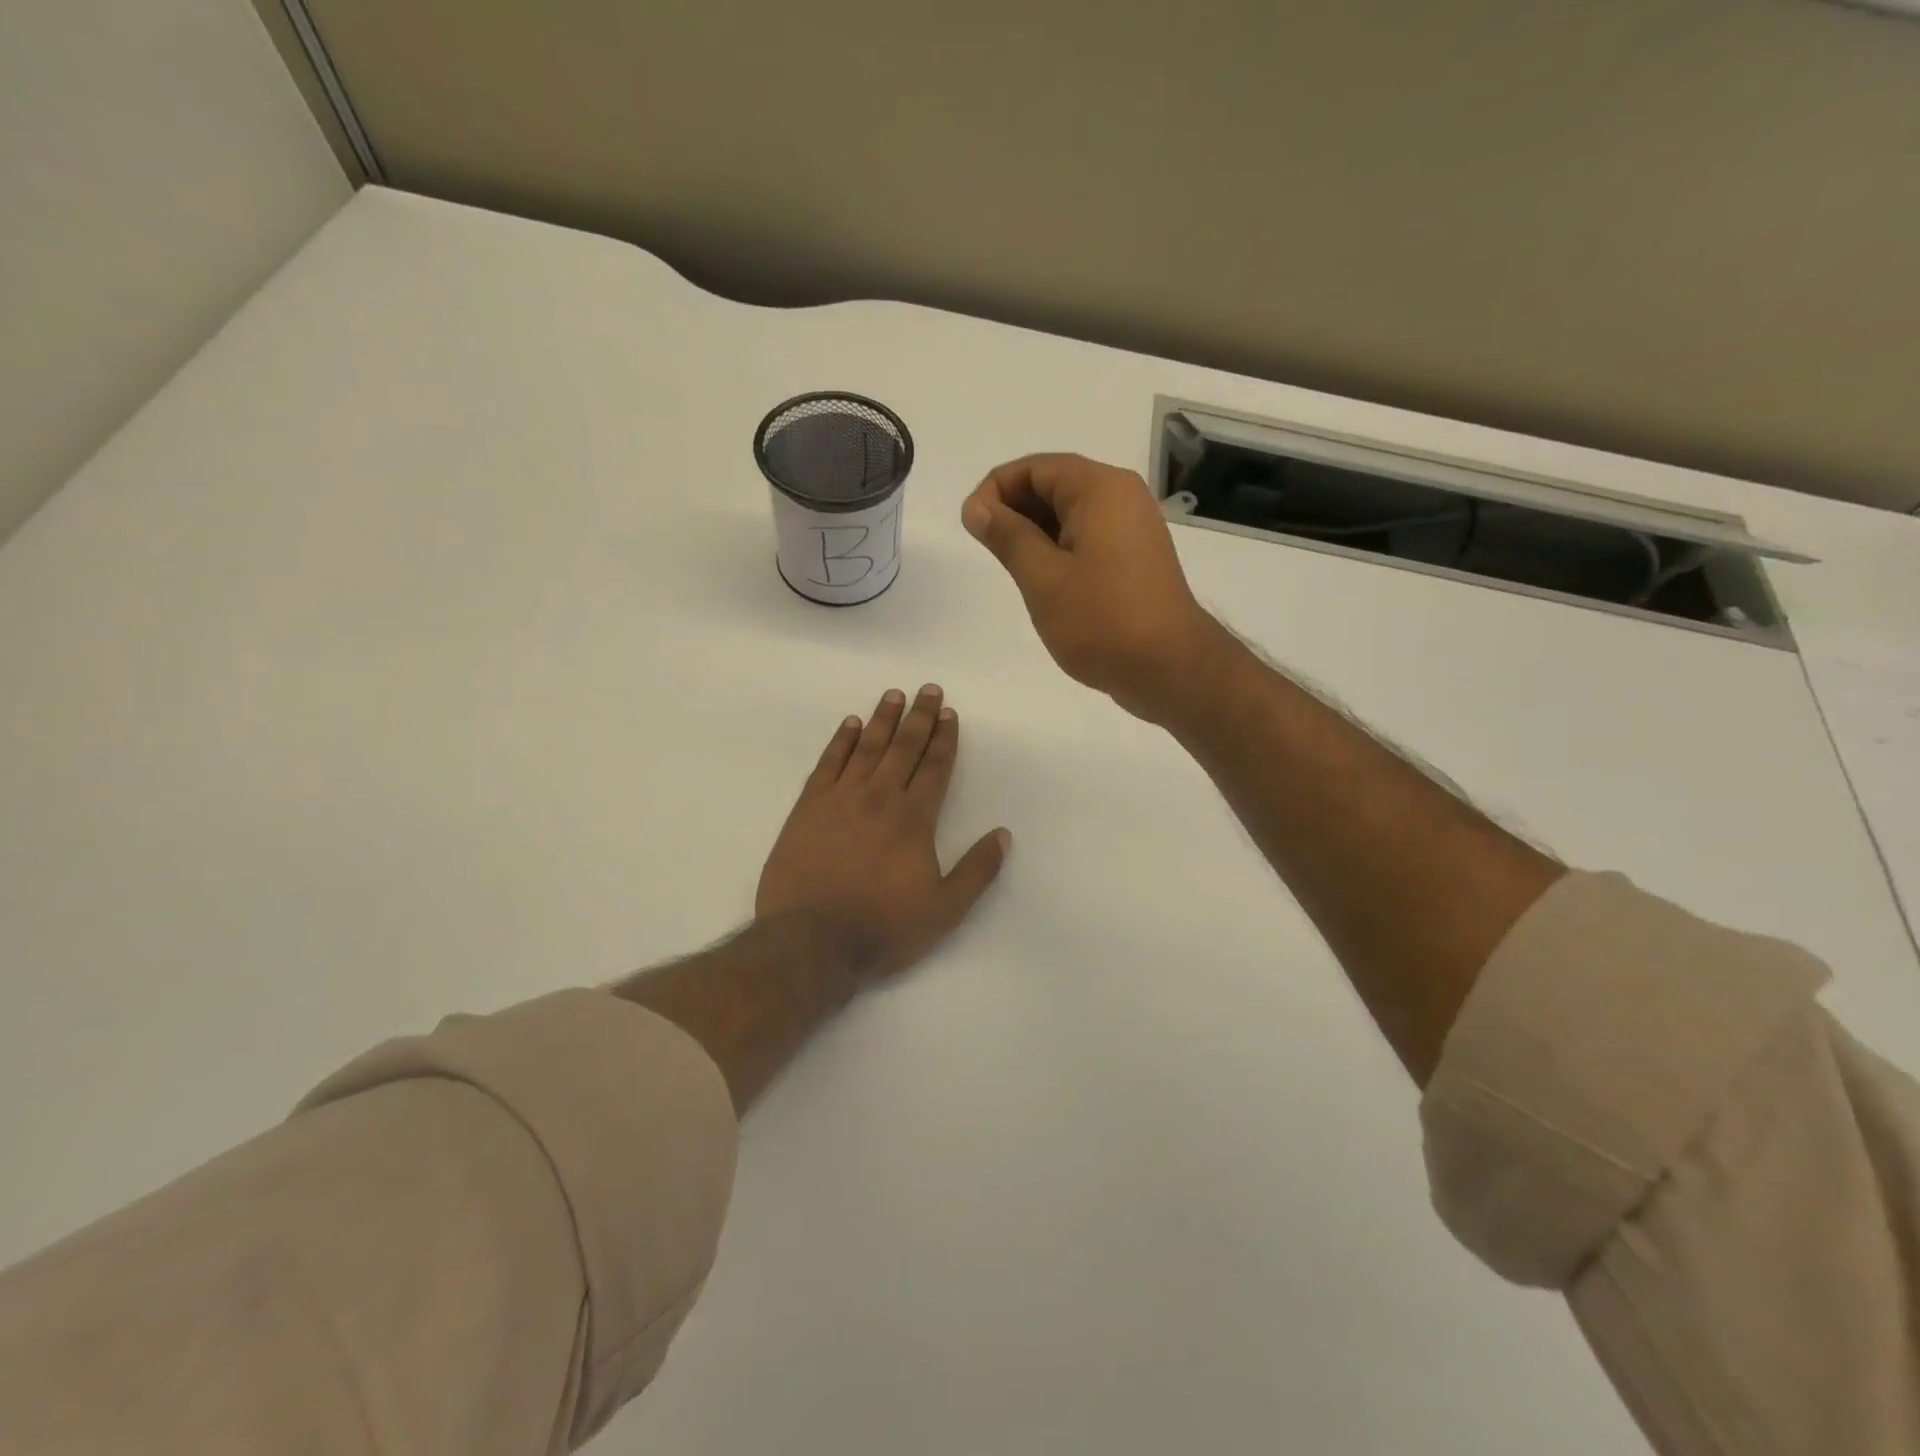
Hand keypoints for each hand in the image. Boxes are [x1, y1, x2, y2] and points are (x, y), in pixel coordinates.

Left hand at [756, 685, 1010, 981]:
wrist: (811, 941)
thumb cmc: (883, 928)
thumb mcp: (945, 910)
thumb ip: (977, 870)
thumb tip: (1003, 835)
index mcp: (914, 819)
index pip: (935, 768)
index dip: (945, 739)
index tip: (950, 714)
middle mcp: (879, 797)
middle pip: (904, 747)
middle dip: (919, 717)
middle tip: (928, 689)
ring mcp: (840, 799)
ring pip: (866, 747)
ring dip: (882, 719)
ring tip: (893, 695)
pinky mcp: (808, 808)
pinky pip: (828, 763)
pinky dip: (840, 741)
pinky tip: (849, 725)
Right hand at [962, 453, 1227, 722]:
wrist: (1169, 668)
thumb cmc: (1101, 620)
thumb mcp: (1042, 578)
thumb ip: (1007, 536)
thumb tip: (977, 508)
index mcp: (1099, 489)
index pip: (1034, 467)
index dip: (994, 490)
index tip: (972, 528)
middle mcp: (1122, 496)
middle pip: (1054, 484)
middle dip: (1014, 511)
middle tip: (990, 553)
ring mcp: (1134, 527)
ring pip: (1071, 513)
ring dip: (1036, 533)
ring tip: (1015, 572)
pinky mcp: (1137, 556)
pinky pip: (1089, 536)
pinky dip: (1060, 548)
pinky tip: (1045, 582)